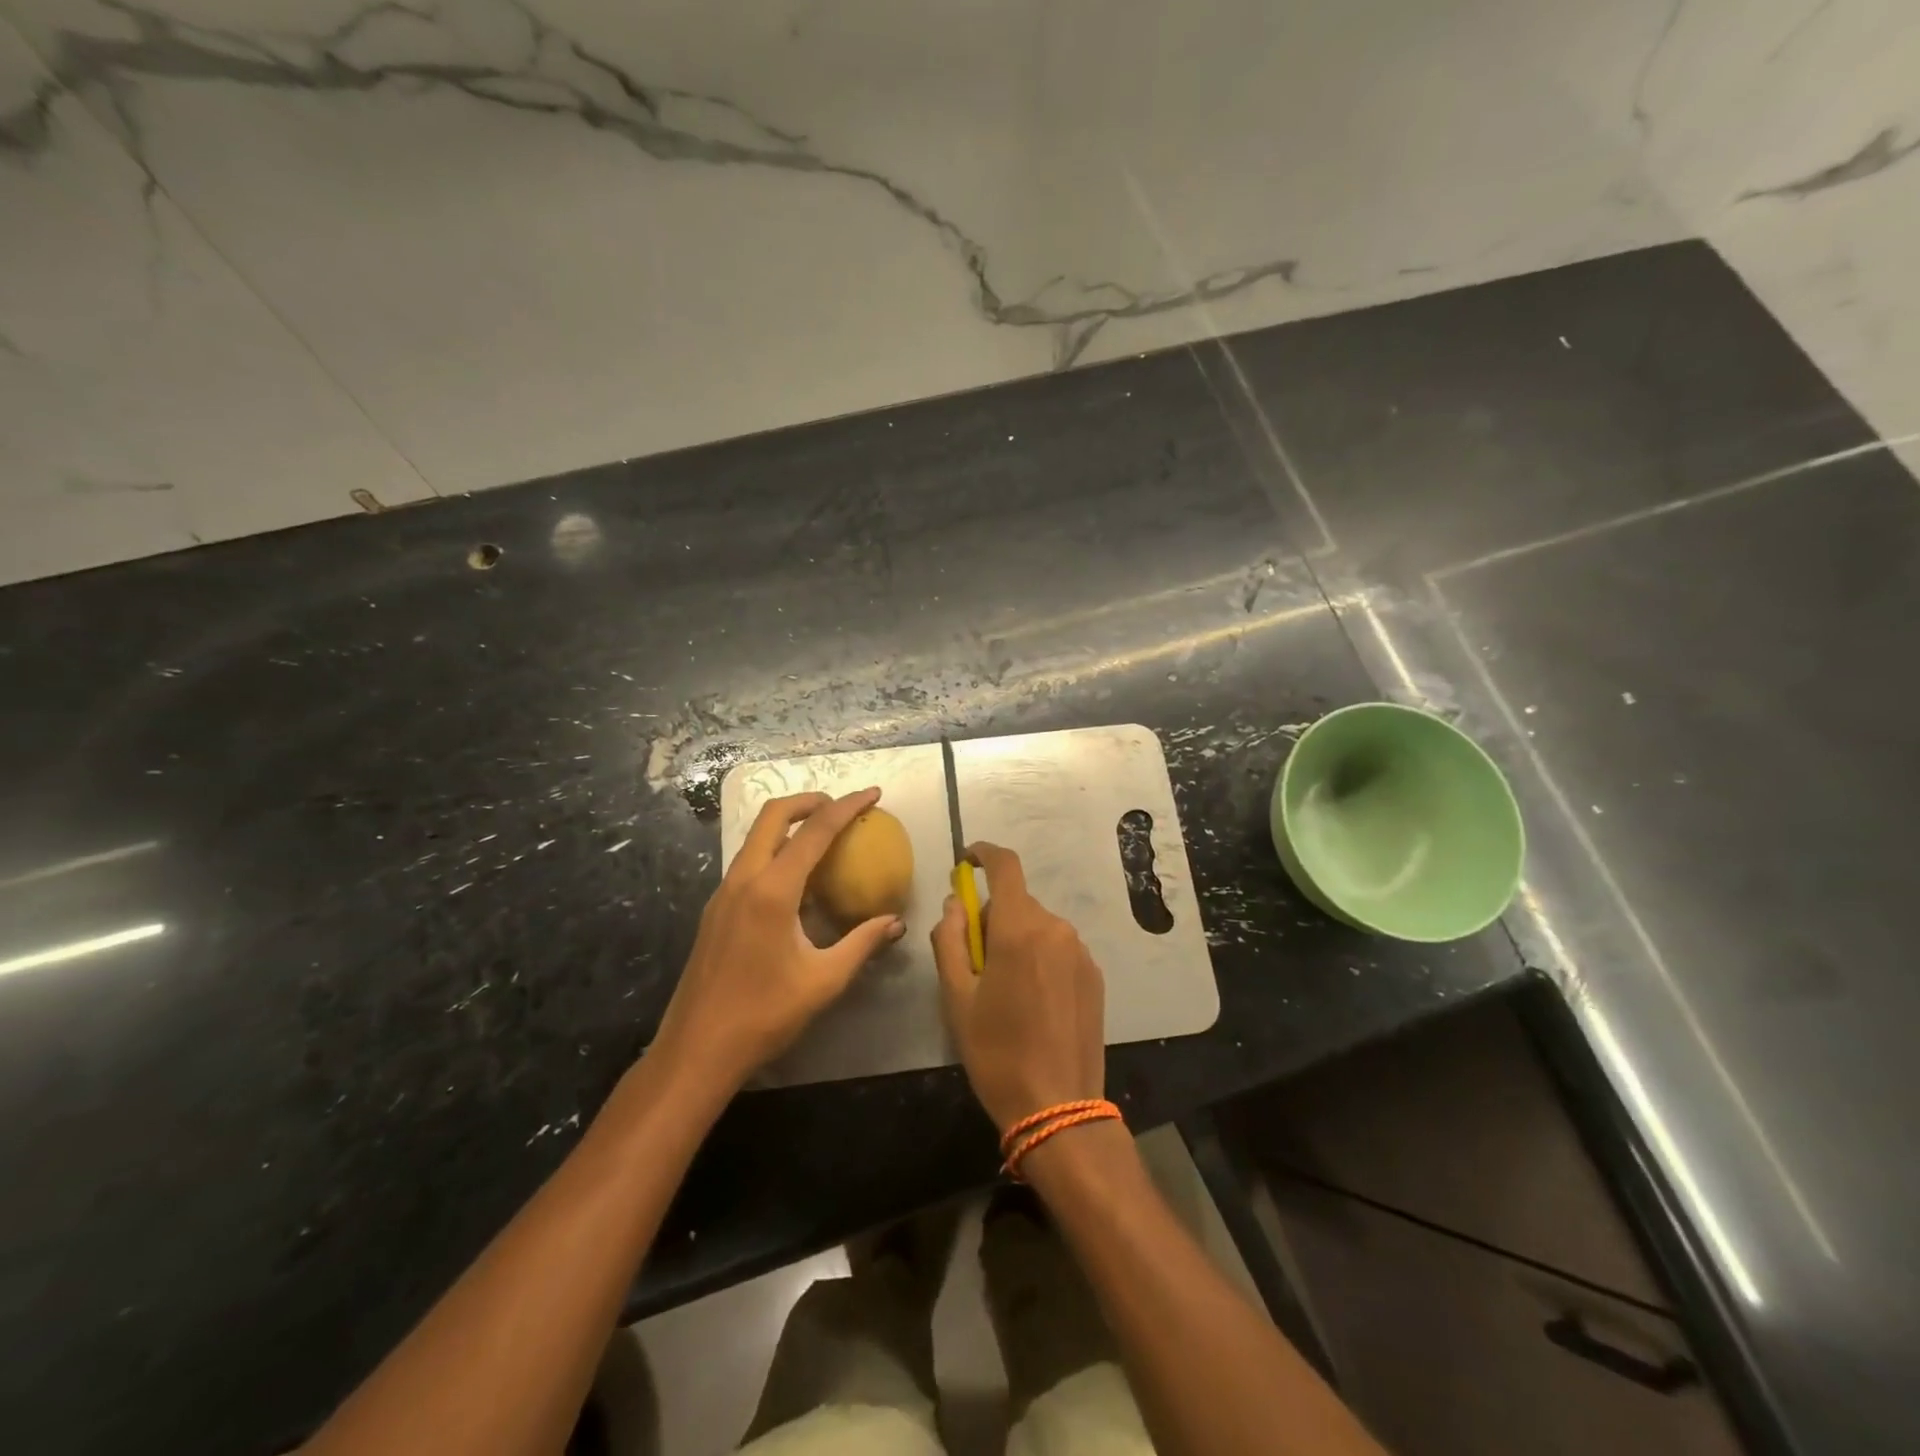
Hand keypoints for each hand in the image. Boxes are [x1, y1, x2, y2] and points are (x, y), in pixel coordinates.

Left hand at [653, 788, 904, 1092]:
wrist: (696, 1050)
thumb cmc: (764, 1015)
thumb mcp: (824, 981)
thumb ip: (862, 943)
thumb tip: (896, 922)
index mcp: (772, 891)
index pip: (815, 832)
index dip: (847, 807)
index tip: (873, 793)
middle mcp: (743, 880)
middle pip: (773, 815)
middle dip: (810, 801)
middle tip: (842, 807)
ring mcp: (724, 893)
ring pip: (756, 836)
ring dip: (789, 824)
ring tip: (824, 837)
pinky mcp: (716, 909)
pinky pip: (749, 862)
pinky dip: (776, 850)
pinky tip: (797, 880)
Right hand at [932, 842, 1105, 1131]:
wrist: (1058, 1107)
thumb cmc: (996, 1052)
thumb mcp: (957, 997)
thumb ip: (950, 939)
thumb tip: (954, 903)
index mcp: (1019, 928)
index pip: (1005, 866)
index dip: (983, 854)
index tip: (965, 861)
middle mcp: (1056, 928)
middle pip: (1017, 902)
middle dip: (990, 917)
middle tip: (973, 961)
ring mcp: (1080, 952)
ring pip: (1038, 926)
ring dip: (1016, 939)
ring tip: (1003, 990)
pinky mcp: (1094, 975)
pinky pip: (1058, 949)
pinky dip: (1039, 958)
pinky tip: (1033, 1002)